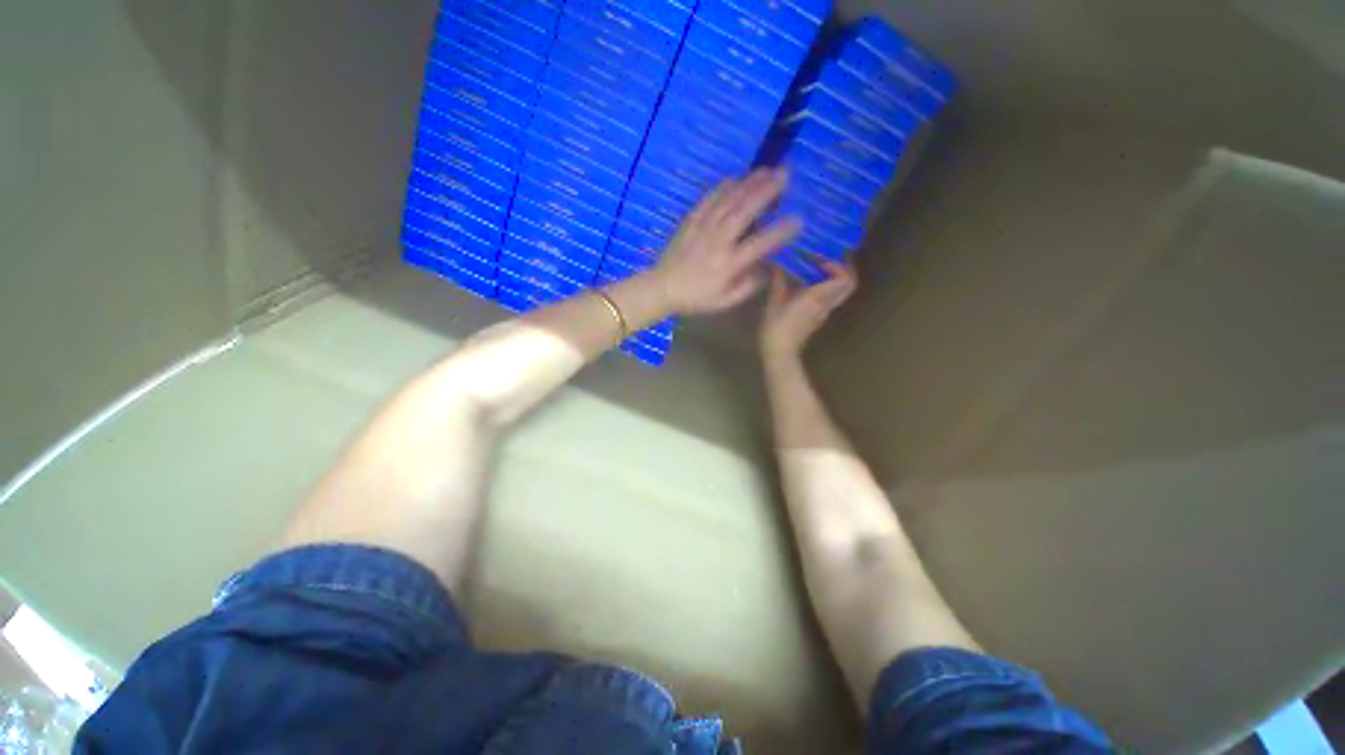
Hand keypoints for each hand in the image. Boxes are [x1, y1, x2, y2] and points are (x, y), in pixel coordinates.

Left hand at [647, 168, 801, 315]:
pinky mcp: (689, 222)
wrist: (662, 288)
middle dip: (766, 191)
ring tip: (766, 170)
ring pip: (727, 201)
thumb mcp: (725, 302)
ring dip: (748, 184)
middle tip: (785, 174)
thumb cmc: (695, 299)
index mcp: (729, 265)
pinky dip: (721, 188)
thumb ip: (747, 286)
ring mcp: (702, 229)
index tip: (798, 220)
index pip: (760, 244)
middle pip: (744, 212)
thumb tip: (765, 268)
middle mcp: (718, 242)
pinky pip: (707, 201)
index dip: (780, 232)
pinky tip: (734, 179)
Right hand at [760, 262, 856, 360]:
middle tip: (829, 261)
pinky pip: (829, 299)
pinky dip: (825, 289)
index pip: (843, 280)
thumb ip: (778, 284)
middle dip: (844, 271)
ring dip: (834, 280)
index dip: (840, 266)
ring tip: (817, 271)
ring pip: (840, 292)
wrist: (779, 352)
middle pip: (848, 286)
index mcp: (816, 298)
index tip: (824, 260)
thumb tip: (778, 268)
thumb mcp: (773, 304)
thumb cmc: (775, 328)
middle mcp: (825, 304)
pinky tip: (808, 286)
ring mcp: (823, 313)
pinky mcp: (818, 319)